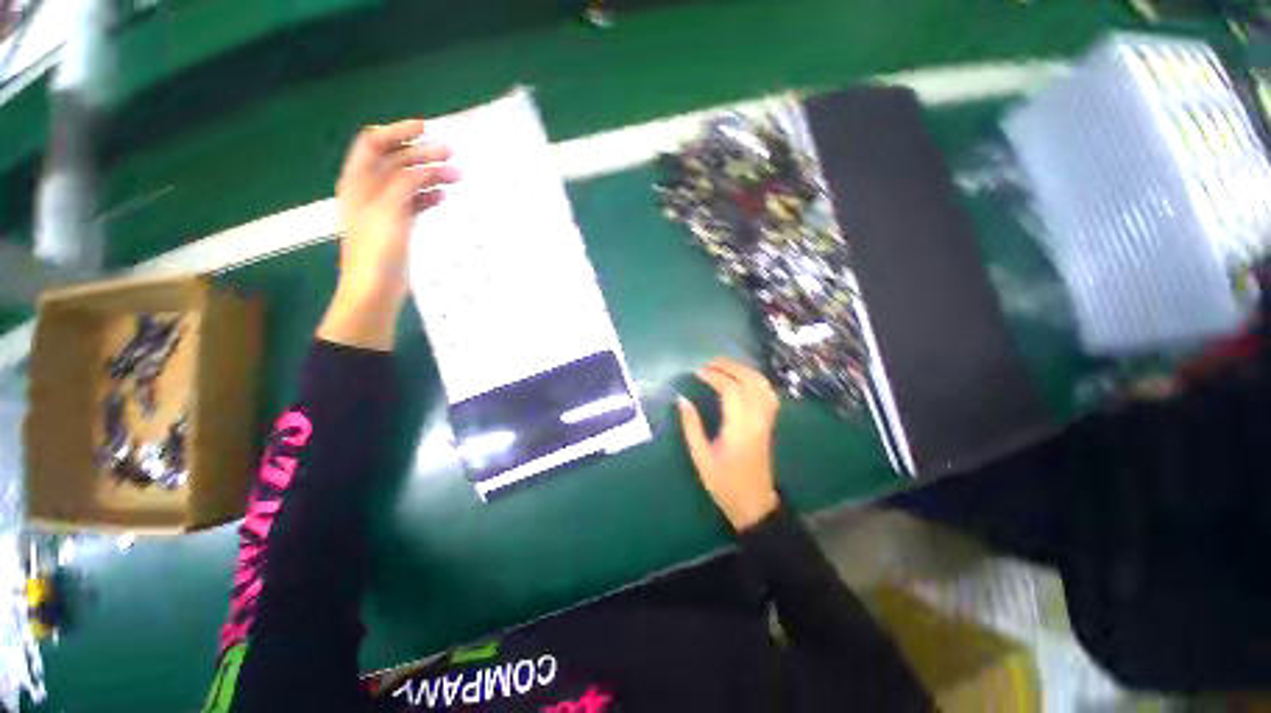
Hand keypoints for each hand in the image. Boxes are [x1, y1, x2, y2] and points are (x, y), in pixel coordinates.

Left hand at [319, 120, 459, 349]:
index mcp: (359, 180)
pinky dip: (429, 196)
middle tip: (453, 155)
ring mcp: (384, 208)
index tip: (427, 128)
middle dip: (423, 154)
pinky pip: (414, 202)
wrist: (374, 288)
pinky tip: (444, 197)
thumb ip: (406, 181)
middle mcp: (369, 189)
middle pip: (395, 161)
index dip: (398, 130)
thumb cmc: (378, 248)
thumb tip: (429, 165)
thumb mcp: (390, 208)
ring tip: (457, 177)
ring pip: (408, 182)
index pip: (374, 142)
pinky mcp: (398, 225)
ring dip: (430, 175)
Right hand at [678, 358, 781, 530]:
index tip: (697, 372)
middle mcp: (756, 419)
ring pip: (762, 384)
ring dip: (744, 370)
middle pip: (749, 381)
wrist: (754, 503)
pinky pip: (768, 394)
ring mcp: (766, 420)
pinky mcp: (769, 423)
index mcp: (739, 428)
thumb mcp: (701, 457)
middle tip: (709, 363)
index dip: (714, 376)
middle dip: (729, 366)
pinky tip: (743, 379)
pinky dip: (756, 380)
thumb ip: (691, 426)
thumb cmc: (724, 483)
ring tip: (724, 367)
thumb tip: (681, 400)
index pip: (731, 390)